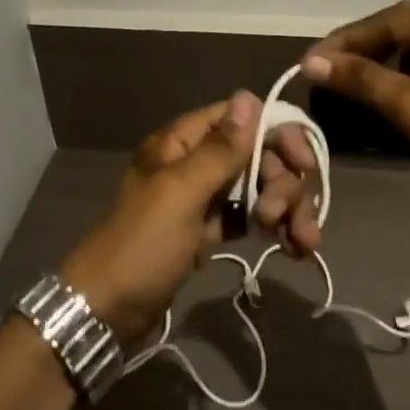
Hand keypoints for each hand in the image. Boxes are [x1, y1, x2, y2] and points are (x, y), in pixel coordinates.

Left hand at [59, 93, 318, 343]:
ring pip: (256, 187)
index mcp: (180, 143)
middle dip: (282, 182)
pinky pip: (248, 217)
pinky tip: (294, 248)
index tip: (303, 163)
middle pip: (254, 154)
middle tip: (287, 217)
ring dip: (285, 208)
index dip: (276, 134)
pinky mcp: (207, 232)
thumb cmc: (142, 246)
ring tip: (303, 242)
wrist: (106, 313)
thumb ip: (219, 149)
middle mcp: (193, 163)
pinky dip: (272, 227)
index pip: (238, 118)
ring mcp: (201, 199)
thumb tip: (249, 96)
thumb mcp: (181, 193)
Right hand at [302, 1, 409, 230]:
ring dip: (385, 58)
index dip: (348, 39)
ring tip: (351, 78)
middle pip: (408, 26)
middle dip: (365, 46)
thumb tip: (312, 62)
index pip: (394, 20)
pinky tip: (387, 90)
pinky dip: (407, 73)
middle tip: (327, 67)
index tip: (312, 60)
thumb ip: (364, 80)